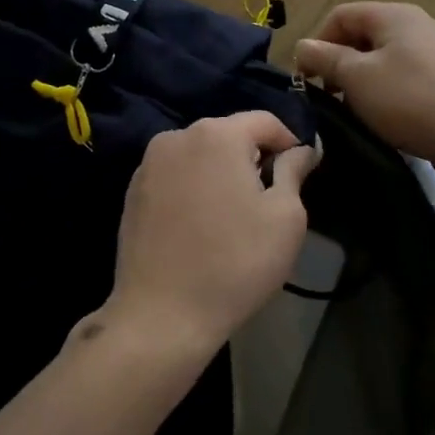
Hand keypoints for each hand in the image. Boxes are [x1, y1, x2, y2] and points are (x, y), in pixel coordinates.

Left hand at [103, 112, 318, 361]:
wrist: (163, 314)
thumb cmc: (236, 263)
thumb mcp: (285, 217)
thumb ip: (294, 172)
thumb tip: (302, 149)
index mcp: (216, 134)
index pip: (265, 121)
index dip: (290, 142)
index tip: (301, 173)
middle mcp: (177, 137)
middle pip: (228, 134)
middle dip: (253, 157)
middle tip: (269, 198)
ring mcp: (148, 164)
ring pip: (199, 155)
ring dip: (221, 172)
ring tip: (234, 214)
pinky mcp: (132, 191)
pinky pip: (175, 175)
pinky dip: (194, 187)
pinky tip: (201, 225)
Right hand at [294, 3, 434, 167]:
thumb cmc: (407, 101)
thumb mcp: (356, 78)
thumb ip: (325, 58)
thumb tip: (303, 45)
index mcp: (394, 14)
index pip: (341, 15)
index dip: (318, 42)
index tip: (309, 77)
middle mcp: (418, 22)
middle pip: (363, 34)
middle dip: (340, 62)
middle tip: (330, 95)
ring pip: (384, 55)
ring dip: (362, 78)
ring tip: (356, 108)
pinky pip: (405, 72)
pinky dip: (387, 87)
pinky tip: (386, 114)